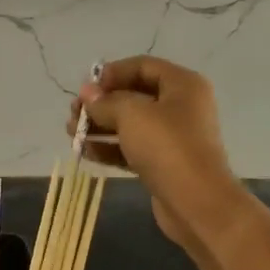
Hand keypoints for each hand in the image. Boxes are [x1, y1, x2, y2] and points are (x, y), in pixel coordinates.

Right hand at [67, 56, 243, 249]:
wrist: (197, 204)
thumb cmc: (167, 147)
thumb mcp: (132, 115)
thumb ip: (105, 102)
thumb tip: (87, 93)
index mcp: (182, 85)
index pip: (142, 66)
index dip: (112, 73)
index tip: (86, 88)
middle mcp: (180, 106)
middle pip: (134, 95)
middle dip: (101, 103)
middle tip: (74, 114)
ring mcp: (173, 137)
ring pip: (130, 124)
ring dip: (100, 127)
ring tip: (72, 134)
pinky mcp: (164, 164)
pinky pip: (132, 148)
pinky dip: (110, 148)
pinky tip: (85, 152)